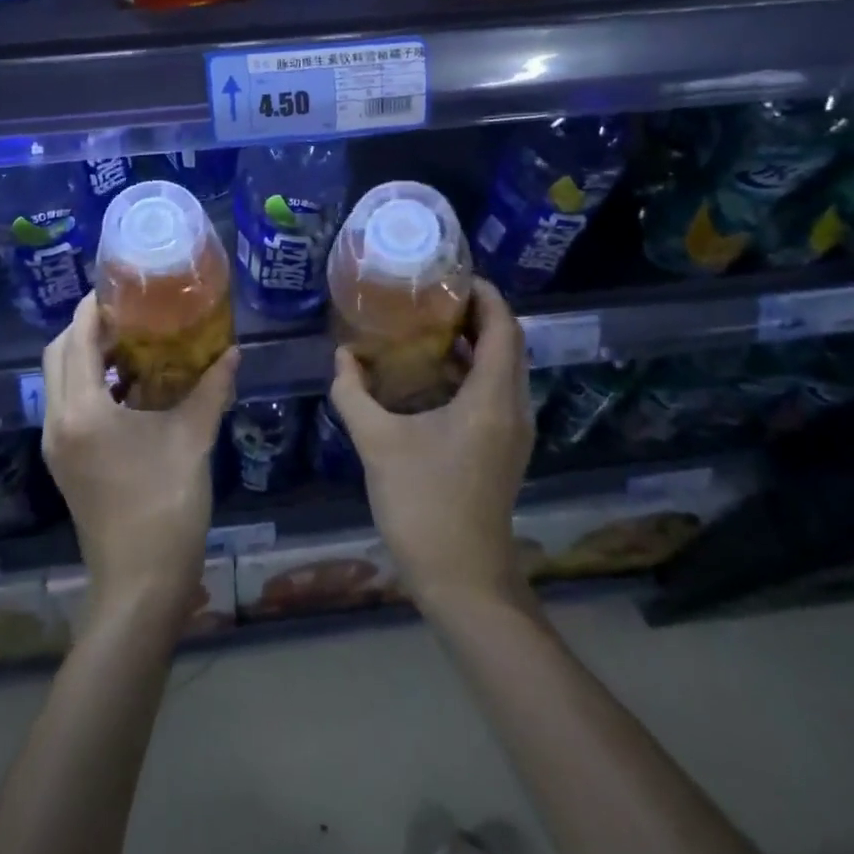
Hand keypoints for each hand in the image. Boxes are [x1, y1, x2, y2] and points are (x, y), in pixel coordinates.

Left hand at [42, 294, 238, 624]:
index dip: (92, 308)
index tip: (119, 288)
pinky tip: (128, 386)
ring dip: (83, 356)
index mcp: (83, 411)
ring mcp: (57, 445)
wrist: (141, 583)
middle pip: (56, 355)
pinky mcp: (65, 462)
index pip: (76, 340)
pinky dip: (87, 384)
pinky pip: (66, 405)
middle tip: (126, 314)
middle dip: (83, 328)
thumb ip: (211, 388)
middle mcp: (58, 422)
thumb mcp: (193, 439)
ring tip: (129, 343)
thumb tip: (233, 351)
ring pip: (57, 381)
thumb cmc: (166, 505)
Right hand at [330, 279, 533, 613]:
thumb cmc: (423, 505)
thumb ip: (353, 393)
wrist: (462, 580)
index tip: (451, 274)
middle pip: (506, 343)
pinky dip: (468, 371)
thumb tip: (341, 356)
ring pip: (501, 369)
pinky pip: (493, 392)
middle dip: (475, 313)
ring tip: (426, 323)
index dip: (484, 294)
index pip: (504, 327)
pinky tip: (428, 374)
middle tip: (431, 294)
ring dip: (472, 342)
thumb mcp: (377, 443)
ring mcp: (512, 432)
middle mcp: (512, 408)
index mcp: (492, 398)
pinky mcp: (501, 449)